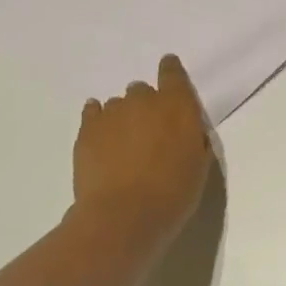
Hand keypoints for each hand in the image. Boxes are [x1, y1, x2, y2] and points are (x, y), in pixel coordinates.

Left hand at [66, 55, 212, 259]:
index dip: (170, 70)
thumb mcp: (199, 164)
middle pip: (142, 90)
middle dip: (146, 105)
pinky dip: (98, 119)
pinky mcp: (87, 130)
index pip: (173, 73)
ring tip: (124, 144)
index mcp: (177, 106)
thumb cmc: (173, 192)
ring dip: (123, 117)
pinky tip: (101, 133)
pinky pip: (92, 112)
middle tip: (149, 132)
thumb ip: (192, 137)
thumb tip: (184, 129)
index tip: (168, 70)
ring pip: (118, 104)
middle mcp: (143, 101)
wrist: (124, 215)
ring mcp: (112, 113)